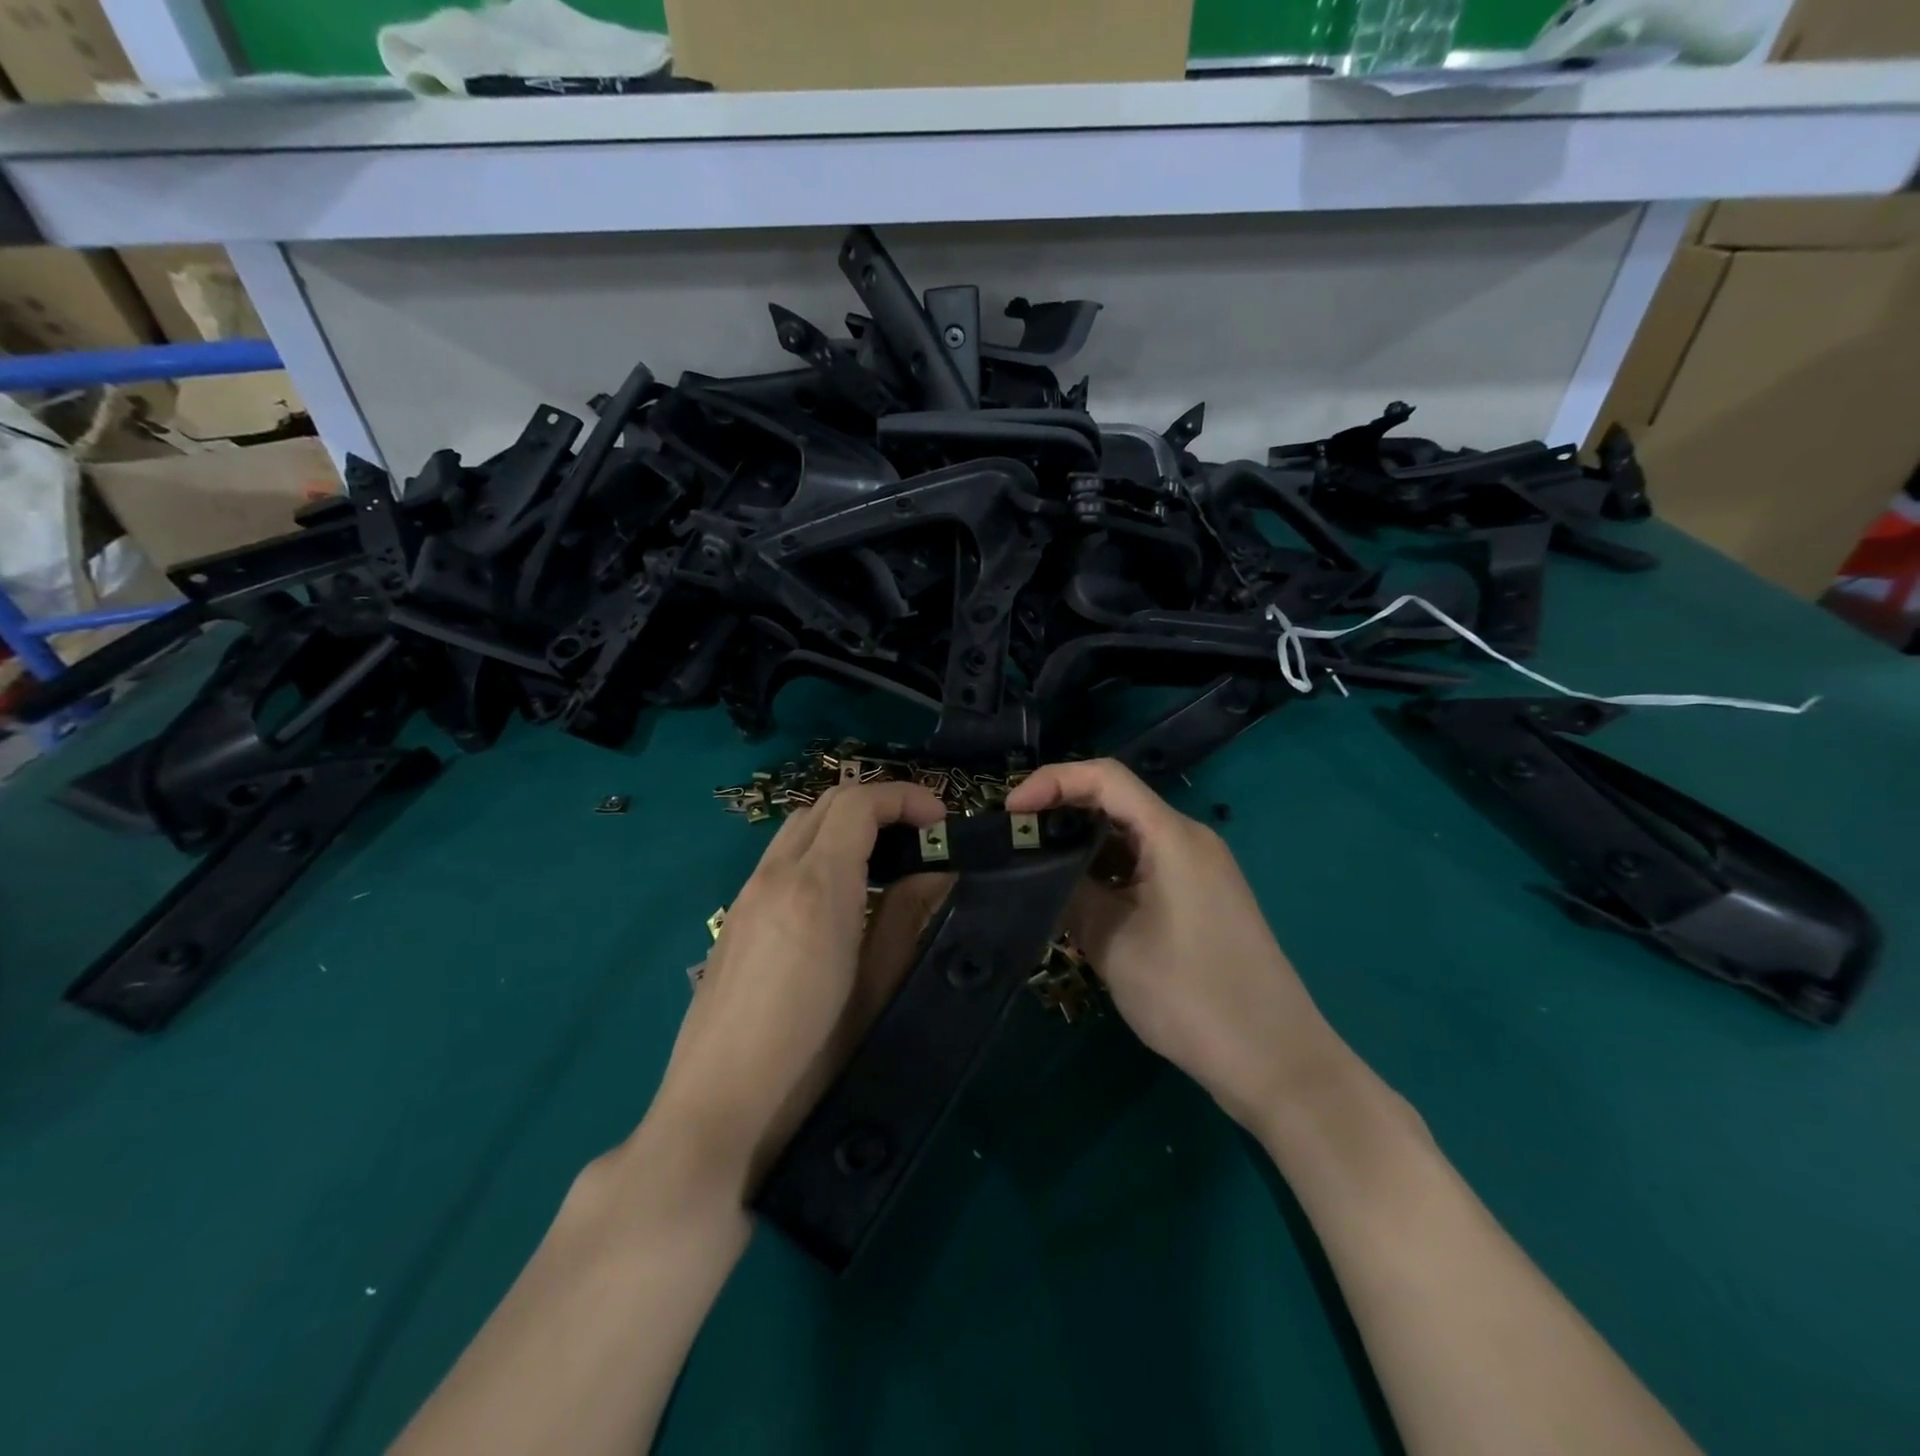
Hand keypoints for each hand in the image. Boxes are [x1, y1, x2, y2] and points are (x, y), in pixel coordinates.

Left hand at [647, 781, 946, 1197]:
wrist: (714, 1113)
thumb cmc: (810, 1060)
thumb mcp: (876, 989)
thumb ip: (907, 917)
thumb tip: (935, 870)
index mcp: (817, 886)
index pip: (858, 804)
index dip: (905, 798)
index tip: (942, 822)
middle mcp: (775, 874)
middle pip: (827, 803)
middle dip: (879, 804)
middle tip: (921, 837)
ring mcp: (747, 894)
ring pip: (800, 826)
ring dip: (846, 824)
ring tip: (885, 860)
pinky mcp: (733, 918)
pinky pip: (780, 856)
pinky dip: (819, 848)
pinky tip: (840, 895)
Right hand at [1006, 759, 1341, 1131]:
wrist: (1276, 1061)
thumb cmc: (1192, 996)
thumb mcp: (1114, 944)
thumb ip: (1070, 895)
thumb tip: (1037, 870)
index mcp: (1172, 835)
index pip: (1104, 778)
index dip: (1052, 781)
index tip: (1010, 811)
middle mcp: (1188, 839)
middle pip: (1115, 801)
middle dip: (1061, 814)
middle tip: (1015, 841)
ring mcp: (1198, 868)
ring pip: (1128, 836)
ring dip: (1082, 846)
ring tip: (1036, 870)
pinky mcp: (1200, 896)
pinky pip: (1144, 864)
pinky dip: (1106, 871)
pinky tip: (1078, 897)